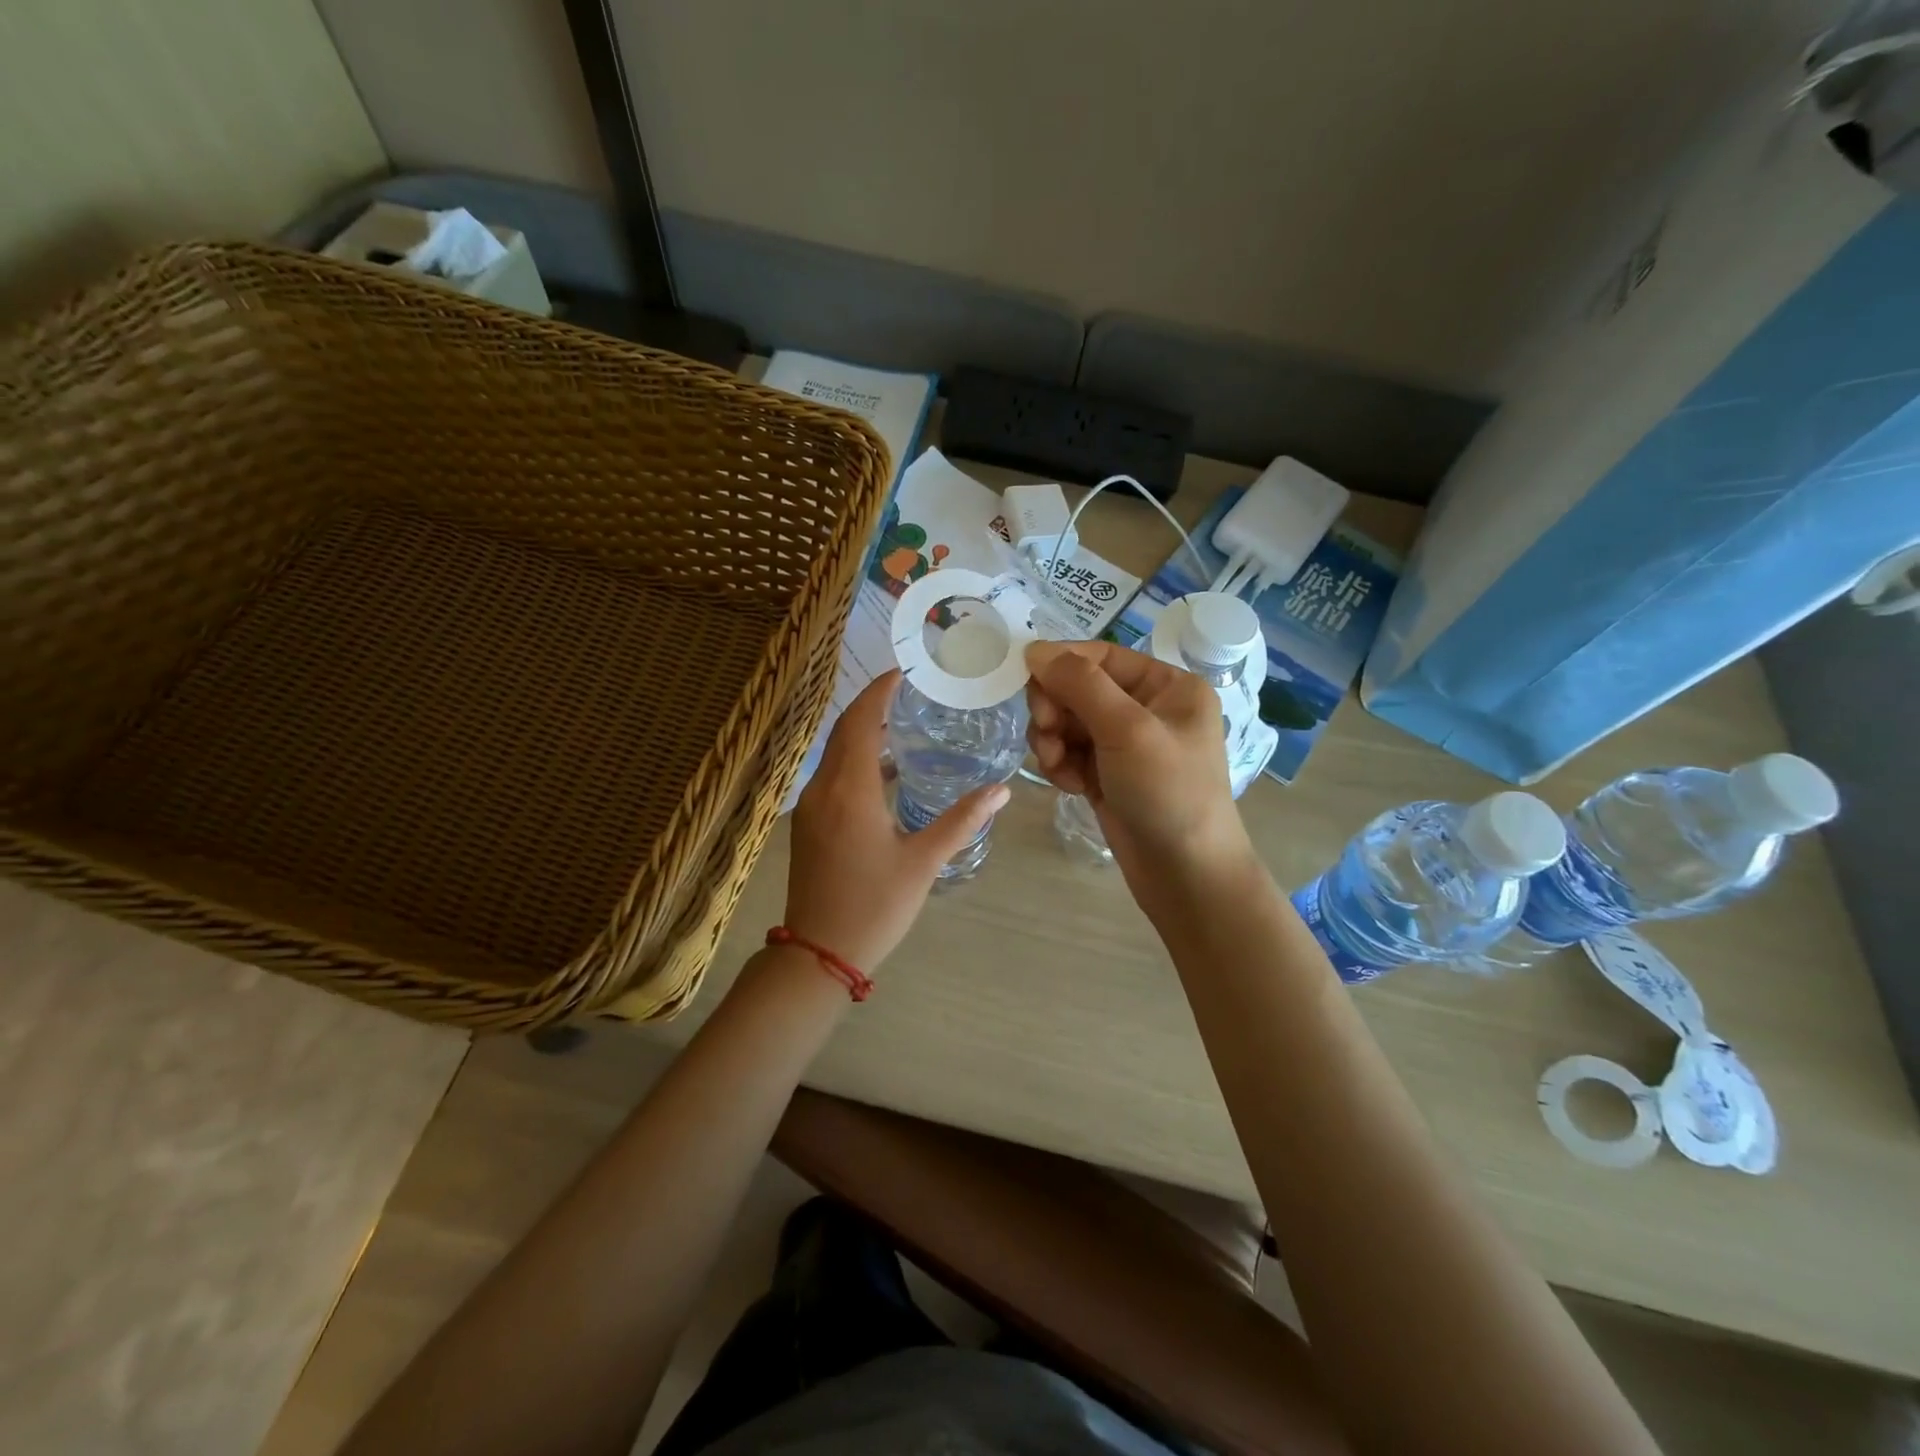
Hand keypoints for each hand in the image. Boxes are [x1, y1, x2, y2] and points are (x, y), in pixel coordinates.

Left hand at [785, 670, 1010, 972]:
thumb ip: (961, 821)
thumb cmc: (874, 906)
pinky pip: (832, 776)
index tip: (905, 672)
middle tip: (911, 692)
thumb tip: (1001, 789)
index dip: (880, 691)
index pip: (862, 721)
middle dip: (873, 705)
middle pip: (845, 731)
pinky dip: (856, 761)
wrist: (818, 954)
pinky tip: (886, 774)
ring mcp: (810, 808)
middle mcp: (823, 789)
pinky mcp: (808, 825)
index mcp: (850, 790)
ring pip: (835, 753)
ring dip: (864, 733)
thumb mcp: (923, 862)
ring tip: (904, 725)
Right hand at [1025, 640, 1251, 888]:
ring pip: (1068, 722)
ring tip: (1057, 766)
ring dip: (1053, 740)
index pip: (1101, 656)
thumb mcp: (1128, 730)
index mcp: (1168, 685)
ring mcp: (1127, 744)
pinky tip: (1069, 787)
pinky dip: (1061, 765)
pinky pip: (1070, 753)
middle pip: (1079, 688)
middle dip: (1056, 709)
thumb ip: (1080, 684)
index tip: (1024, 678)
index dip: (1061, 663)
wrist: (1187, 875)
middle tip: (1046, 733)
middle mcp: (1148, 708)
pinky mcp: (1108, 775)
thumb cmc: (1169, 793)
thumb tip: (1035, 649)